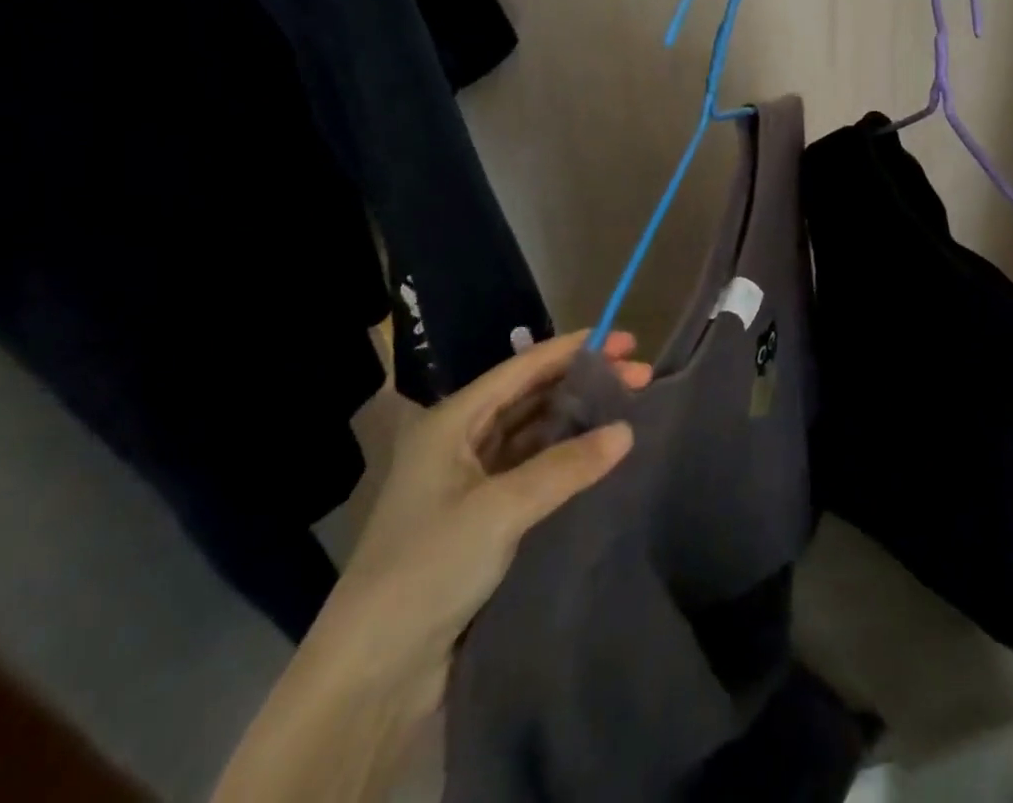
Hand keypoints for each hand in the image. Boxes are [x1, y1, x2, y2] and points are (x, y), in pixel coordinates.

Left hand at [213, 330, 644, 802]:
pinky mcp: (481, 517)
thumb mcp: (499, 510)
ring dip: (575, 418)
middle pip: (531, 396)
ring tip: (624, 409)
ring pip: (533, 432)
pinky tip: (594, 456)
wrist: (372, 672)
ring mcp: (470, 479)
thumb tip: (626, 430)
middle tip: (640, 377)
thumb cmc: (427, 568)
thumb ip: (565, 466)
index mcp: (452, 421)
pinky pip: (531, 469)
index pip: (523, 368)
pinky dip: (562, 457)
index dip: (574, 349)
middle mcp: (460, 439)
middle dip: (583, 383)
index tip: (624, 340)